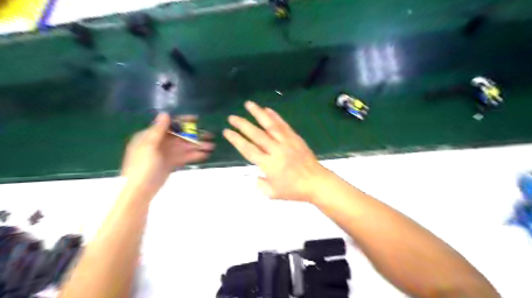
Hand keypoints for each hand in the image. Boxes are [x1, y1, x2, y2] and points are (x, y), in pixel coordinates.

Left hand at [122, 113, 212, 195]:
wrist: (140, 191)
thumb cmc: (142, 166)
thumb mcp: (149, 146)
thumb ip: (158, 130)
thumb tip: (165, 113)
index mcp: (150, 136)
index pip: (169, 125)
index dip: (183, 121)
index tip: (197, 120)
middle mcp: (159, 143)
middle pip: (180, 136)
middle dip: (194, 136)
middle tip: (210, 135)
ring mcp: (166, 154)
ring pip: (184, 147)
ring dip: (197, 146)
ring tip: (212, 146)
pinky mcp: (171, 164)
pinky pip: (184, 157)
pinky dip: (194, 156)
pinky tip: (205, 155)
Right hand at [223, 101, 325, 201]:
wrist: (316, 182)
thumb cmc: (294, 190)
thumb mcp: (273, 193)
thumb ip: (260, 184)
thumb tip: (254, 174)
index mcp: (269, 165)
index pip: (249, 149)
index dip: (237, 140)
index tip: (227, 131)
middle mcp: (276, 150)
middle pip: (257, 135)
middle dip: (243, 125)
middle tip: (232, 117)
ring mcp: (287, 142)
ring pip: (270, 125)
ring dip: (258, 114)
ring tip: (249, 104)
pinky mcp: (295, 138)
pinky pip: (284, 125)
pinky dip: (275, 116)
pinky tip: (268, 109)